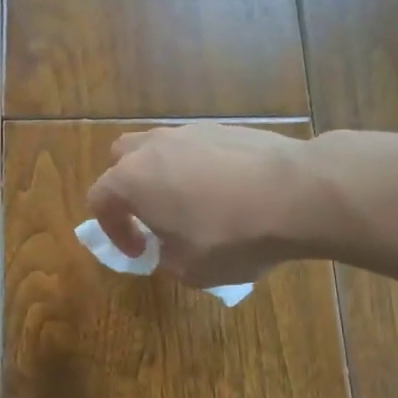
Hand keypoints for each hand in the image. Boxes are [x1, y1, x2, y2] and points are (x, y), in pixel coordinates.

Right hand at [86, 124, 323, 287]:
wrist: (298, 194)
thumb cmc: (232, 237)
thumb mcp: (189, 269)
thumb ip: (165, 257)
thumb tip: (167, 247)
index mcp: (132, 180)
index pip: (100, 200)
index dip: (113, 231)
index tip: (139, 252)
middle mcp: (154, 147)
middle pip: (122, 159)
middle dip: (128, 190)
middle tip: (152, 218)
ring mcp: (191, 131)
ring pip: (161, 149)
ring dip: (164, 175)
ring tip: (191, 205)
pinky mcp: (226, 128)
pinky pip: (196, 147)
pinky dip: (199, 168)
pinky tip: (227, 193)